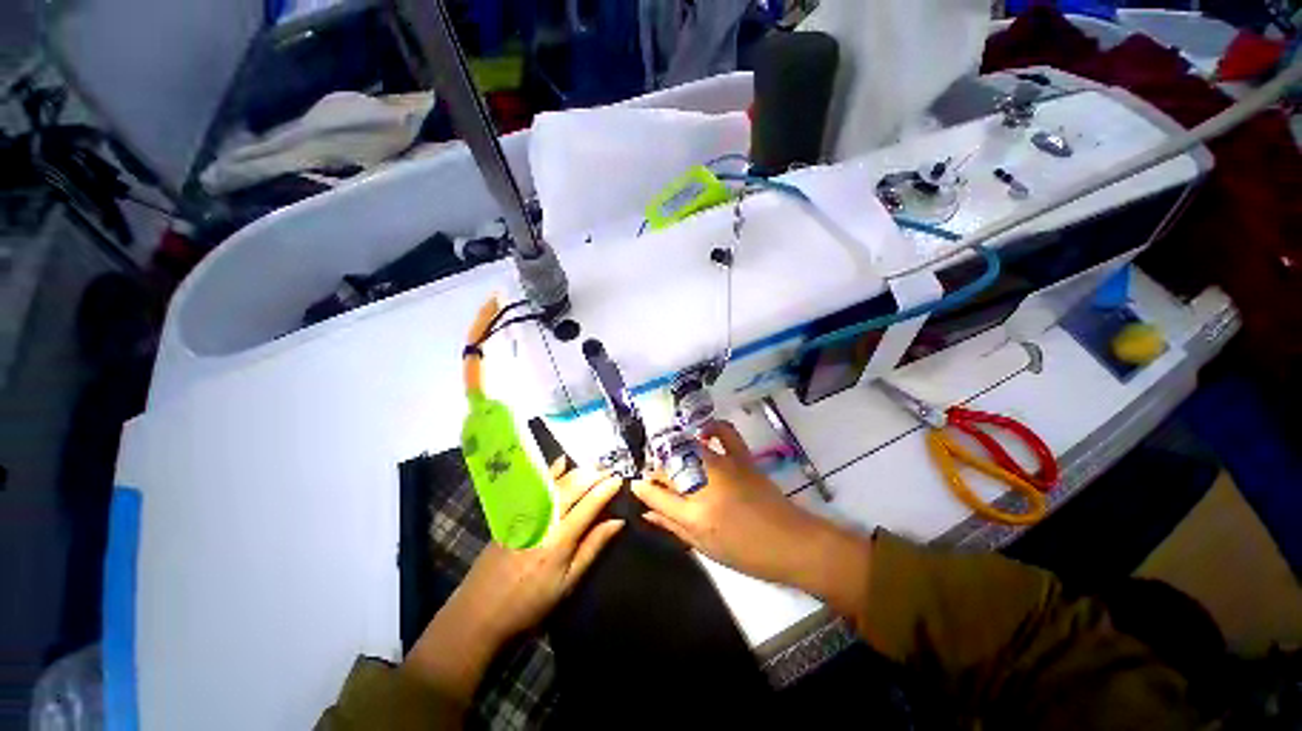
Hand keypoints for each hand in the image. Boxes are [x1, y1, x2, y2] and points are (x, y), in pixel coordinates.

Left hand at [403, 461, 624, 700]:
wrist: (479, 611)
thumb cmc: (531, 603)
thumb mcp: (568, 583)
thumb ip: (593, 547)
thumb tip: (618, 521)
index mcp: (560, 539)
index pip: (590, 504)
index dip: (607, 489)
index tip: (621, 479)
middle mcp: (545, 518)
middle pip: (575, 486)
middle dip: (596, 474)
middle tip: (612, 470)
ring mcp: (526, 511)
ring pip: (558, 481)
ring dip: (579, 470)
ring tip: (596, 465)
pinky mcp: (514, 510)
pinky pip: (537, 483)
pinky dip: (552, 470)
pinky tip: (562, 462)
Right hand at [632, 421, 870, 617]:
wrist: (791, 543)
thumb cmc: (746, 552)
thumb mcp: (704, 546)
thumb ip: (672, 526)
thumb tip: (646, 512)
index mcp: (694, 514)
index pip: (656, 495)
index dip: (642, 488)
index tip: (636, 484)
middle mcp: (705, 485)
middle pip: (668, 467)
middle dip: (657, 471)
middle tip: (657, 479)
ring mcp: (724, 467)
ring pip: (687, 449)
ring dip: (674, 452)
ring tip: (673, 459)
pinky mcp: (741, 457)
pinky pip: (724, 433)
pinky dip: (712, 428)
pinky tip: (704, 433)